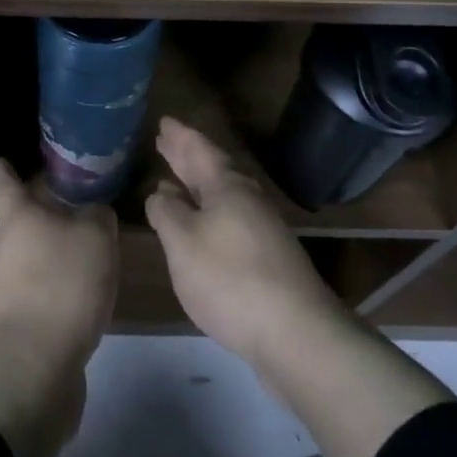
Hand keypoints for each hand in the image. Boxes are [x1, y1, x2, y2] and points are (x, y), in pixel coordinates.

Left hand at [0, 157, 118, 367]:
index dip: (5, 169)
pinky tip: (88, 282)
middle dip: (46, 207)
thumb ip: (98, 215)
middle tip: (79, 196)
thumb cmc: (62, 282)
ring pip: (34, 250)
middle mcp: (7, 244)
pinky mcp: (22, 316)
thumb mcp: (95, 236)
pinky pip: (43, 282)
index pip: (5, 182)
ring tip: (92, 239)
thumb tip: (93, 211)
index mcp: (19, 215)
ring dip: (57, 243)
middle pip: (23, 216)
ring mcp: (10, 283)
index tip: (5, 159)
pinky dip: (62, 277)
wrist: (34, 363)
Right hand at [145, 117, 353, 361]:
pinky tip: (199, 226)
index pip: (200, 150)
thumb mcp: (183, 242)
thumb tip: (161, 193)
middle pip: (213, 170)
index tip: (164, 121)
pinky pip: (229, 218)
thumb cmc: (230, 278)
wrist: (295, 334)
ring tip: (174, 180)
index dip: (180, 136)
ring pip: (222, 196)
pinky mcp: (266, 258)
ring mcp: (261, 230)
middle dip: (187, 157)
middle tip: (165, 141)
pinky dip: (208, 212)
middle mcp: (248, 200)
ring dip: (196, 185)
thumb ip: (166, 213)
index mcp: (227, 187)